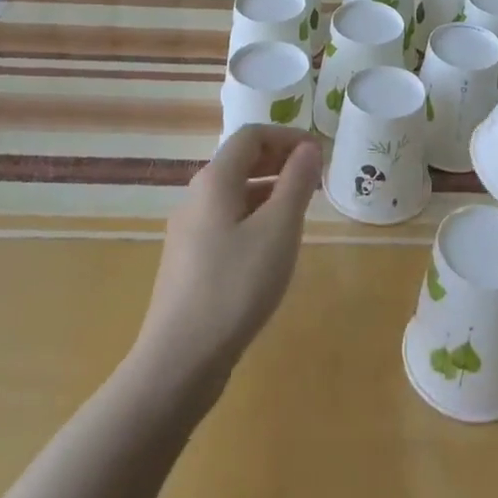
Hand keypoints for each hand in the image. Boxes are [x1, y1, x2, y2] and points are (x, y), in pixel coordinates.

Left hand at [131, 125, 320, 399]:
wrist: (178, 361)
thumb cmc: (235, 286)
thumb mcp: (278, 230)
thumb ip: (296, 183)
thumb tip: (309, 147)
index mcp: (215, 180)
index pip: (252, 136)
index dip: (288, 137)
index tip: (319, 154)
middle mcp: (196, 197)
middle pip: (240, 161)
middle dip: (279, 161)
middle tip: (314, 178)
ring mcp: (188, 230)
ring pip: (233, 194)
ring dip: (269, 190)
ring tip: (300, 212)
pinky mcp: (188, 261)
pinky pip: (226, 221)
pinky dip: (253, 217)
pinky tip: (271, 247)